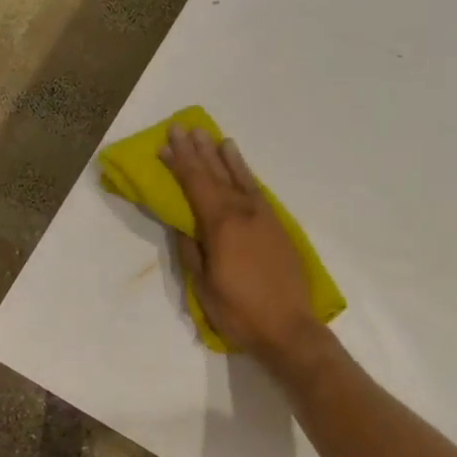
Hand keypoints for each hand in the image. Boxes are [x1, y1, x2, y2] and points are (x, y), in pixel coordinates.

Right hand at [160, 125, 323, 363]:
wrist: (289, 329)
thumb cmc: (239, 312)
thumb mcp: (203, 285)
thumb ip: (191, 250)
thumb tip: (182, 224)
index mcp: (221, 225)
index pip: (195, 185)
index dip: (179, 163)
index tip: (166, 143)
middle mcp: (244, 212)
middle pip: (216, 174)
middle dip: (197, 151)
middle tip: (184, 127)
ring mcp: (264, 218)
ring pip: (241, 178)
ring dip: (225, 157)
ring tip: (214, 137)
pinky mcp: (278, 227)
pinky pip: (258, 192)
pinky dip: (247, 176)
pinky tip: (241, 169)